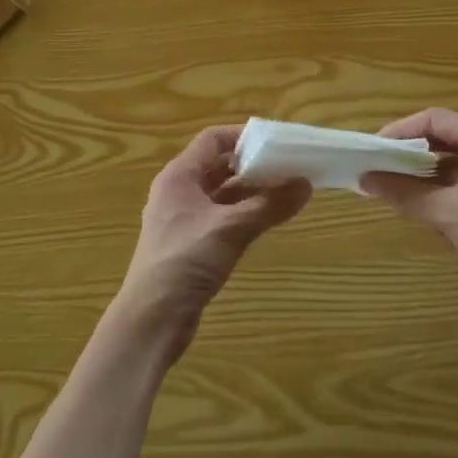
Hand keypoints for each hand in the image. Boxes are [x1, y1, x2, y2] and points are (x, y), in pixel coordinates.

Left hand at [113, 126, 311, 363]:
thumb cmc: (185, 261)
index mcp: (179, 176)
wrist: (151, 320)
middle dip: (253, 165)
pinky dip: (243, 214)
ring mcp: (182, 220)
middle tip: (288, 168)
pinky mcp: (189, 245)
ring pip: (222, 194)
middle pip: (219, 166)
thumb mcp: (231, 229)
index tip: (276, 143)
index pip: (213, 139)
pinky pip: (221, 217)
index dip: (243, 137)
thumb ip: (269, 205)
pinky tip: (266, 221)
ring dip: (251, 192)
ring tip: (286, 193)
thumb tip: (306, 184)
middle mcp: (178, 192)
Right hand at [362, 109, 457, 320]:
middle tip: (384, 167)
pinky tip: (434, 205)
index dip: (400, 132)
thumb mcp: (449, 214)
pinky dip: (453, 184)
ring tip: (403, 187)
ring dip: (432, 170)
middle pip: (450, 135)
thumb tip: (366, 181)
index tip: (374, 149)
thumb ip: (406, 194)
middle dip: (415, 152)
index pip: (435, 120)